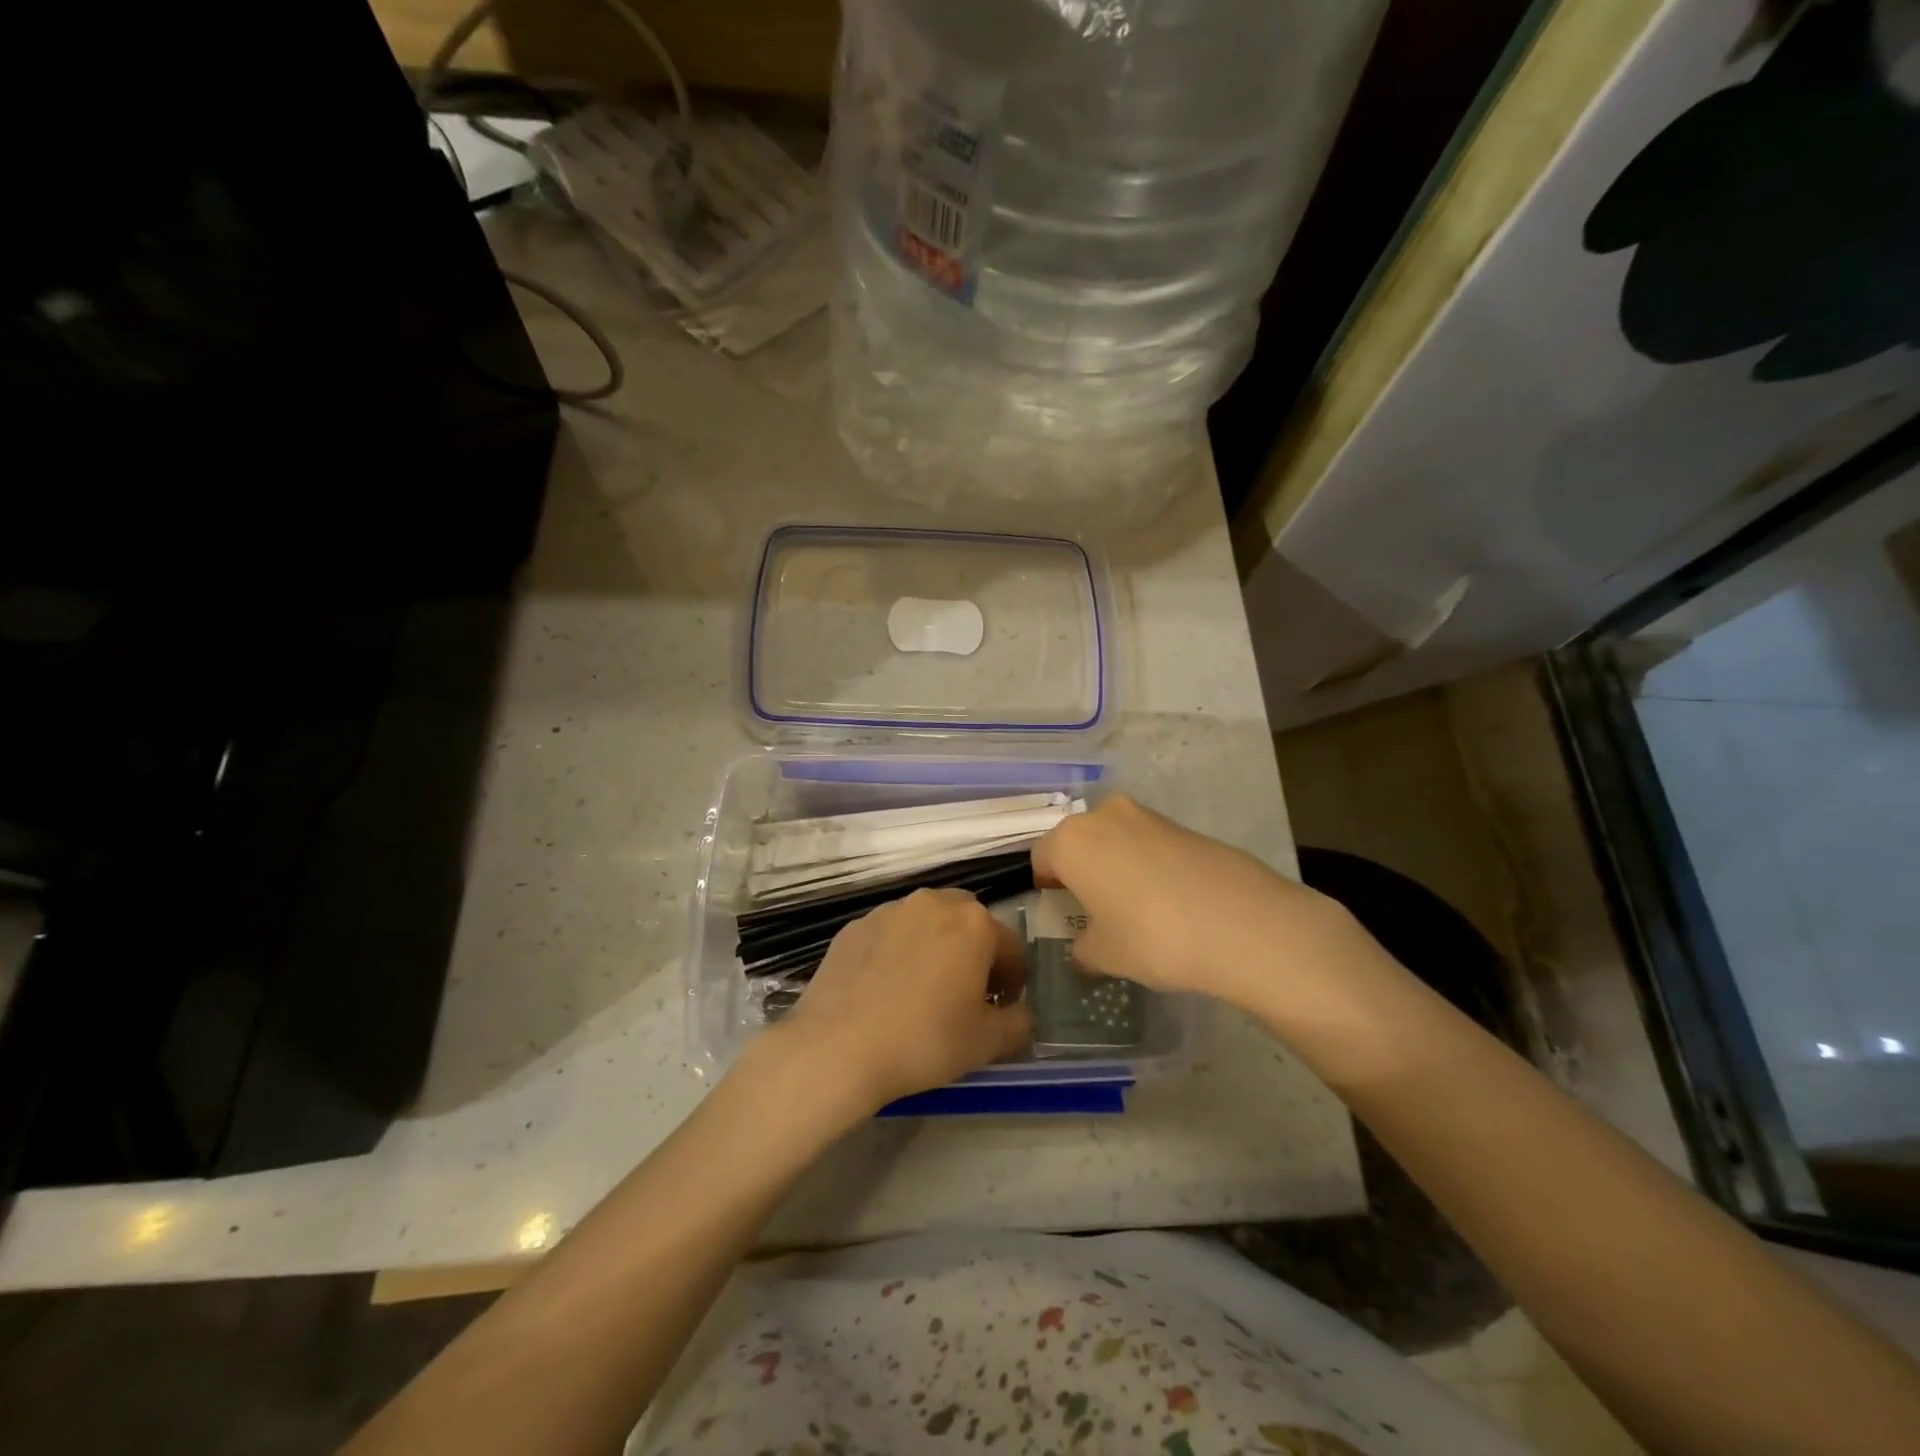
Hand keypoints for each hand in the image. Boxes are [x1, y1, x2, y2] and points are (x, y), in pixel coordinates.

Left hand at [767, 888, 1033, 1115]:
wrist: (837, 1047)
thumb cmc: (924, 1040)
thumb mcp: (987, 1043)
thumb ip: (1019, 1024)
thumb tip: (1021, 1015)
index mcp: (973, 923)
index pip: (1011, 948)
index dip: (1013, 982)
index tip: (1000, 1009)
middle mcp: (932, 903)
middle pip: (967, 923)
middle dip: (973, 952)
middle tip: (964, 994)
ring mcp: (888, 911)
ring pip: (925, 924)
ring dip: (934, 948)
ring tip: (921, 992)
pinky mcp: (853, 927)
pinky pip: (889, 935)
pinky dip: (896, 954)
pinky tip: (884, 992)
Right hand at [1031, 796, 1372, 1010]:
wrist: (1245, 923)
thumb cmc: (1154, 937)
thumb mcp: (1106, 955)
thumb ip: (1084, 949)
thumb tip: (1083, 949)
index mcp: (1072, 841)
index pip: (1041, 857)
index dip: (1046, 886)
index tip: (1061, 910)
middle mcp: (1105, 816)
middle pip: (1078, 841)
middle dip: (1081, 870)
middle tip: (1095, 909)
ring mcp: (1148, 816)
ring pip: (1115, 839)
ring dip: (1116, 864)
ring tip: (1136, 907)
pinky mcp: (1185, 825)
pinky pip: (1150, 843)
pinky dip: (1149, 864)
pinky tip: (1170, 900)